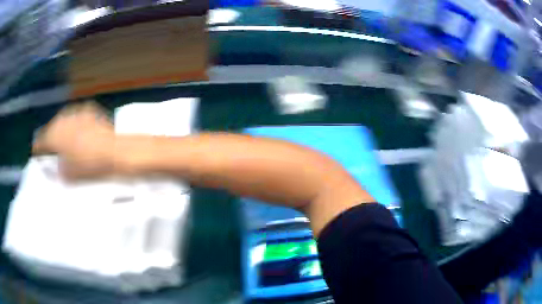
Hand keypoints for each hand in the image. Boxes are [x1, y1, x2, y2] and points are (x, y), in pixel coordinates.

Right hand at [33, 102, 115, 179]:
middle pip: (51, 129)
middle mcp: (61, 118)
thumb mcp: (66, 175)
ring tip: (69, 143)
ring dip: (63, 130)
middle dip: (51, 139)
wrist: (113, 151)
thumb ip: (53, 170)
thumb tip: (47, 167)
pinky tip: (82, 134)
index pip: (39, 141)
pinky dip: (76, 124)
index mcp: (53, 135)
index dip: (38, 149)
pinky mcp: (87, 108)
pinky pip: (76, 117)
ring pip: (63, 121)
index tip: (39, 155)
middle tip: (55, 151)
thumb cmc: (88, 166)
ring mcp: (74, 111)